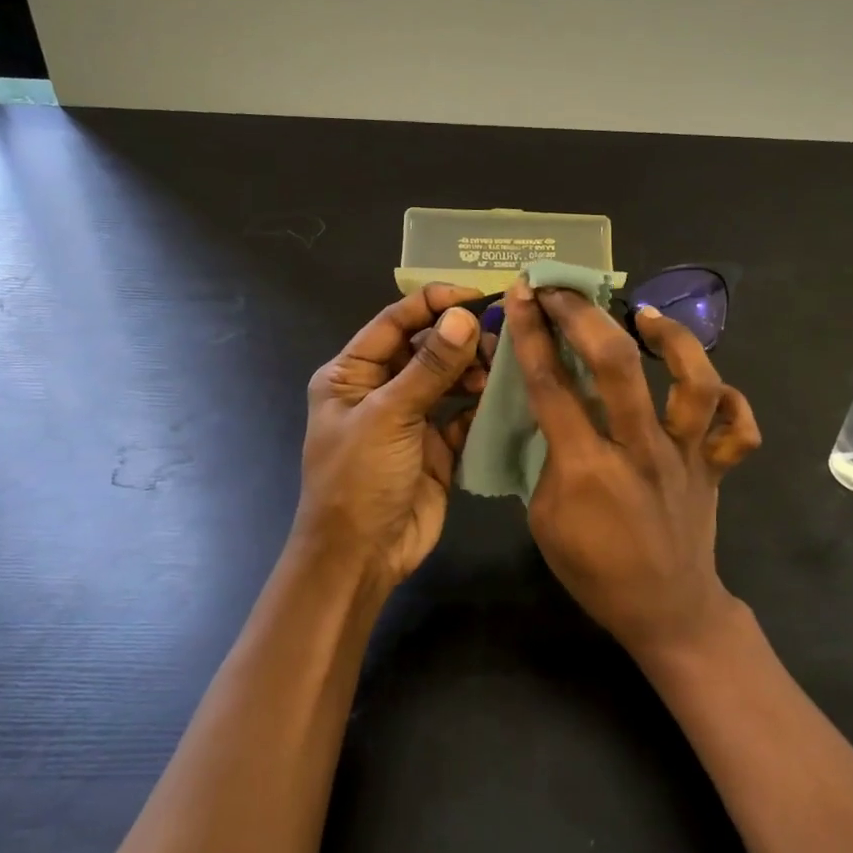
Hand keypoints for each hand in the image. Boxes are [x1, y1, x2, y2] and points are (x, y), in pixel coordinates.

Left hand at [291, 284, 486, 589]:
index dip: (433, 304)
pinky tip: (500, 399)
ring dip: (472, 371)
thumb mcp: (389, 416)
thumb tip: (463, 316)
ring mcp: (409, 419)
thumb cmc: (359, 479)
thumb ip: (429, 367)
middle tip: (498, 338)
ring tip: (498, 372)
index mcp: (351, 374)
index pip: (394, 323)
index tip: (477, 296)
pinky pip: (462, 415)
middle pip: (424, 348)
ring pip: (447, 380)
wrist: (361, 557)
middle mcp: (380, 390)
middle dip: (459, 339)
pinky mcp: (435, 447)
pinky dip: (480, 406)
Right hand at [502, 277, 761, 660]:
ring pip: (694, 383)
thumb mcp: (545, 519)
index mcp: (588, 469)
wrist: (667, 611)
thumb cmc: (595, 571)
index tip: (525, 295)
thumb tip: (556, 410)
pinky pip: (739, 427)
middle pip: (618, 366)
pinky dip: (731, 400)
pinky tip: (707, 384)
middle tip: (565, 292)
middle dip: (584, 317)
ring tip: (645, 317)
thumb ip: (549, 460)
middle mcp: (641, 451)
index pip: (553, 387)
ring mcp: (687, 456)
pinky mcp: (717, 467)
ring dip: (672, 339)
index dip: (533, 335)